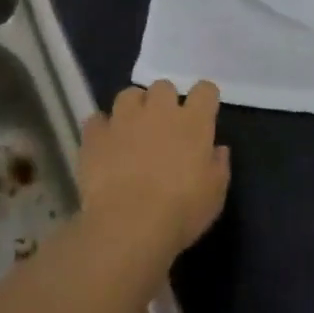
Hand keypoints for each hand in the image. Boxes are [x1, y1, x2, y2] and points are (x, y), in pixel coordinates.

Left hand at [79, 80, 231, 260]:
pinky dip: (102, 128)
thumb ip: (218, 166)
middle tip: (165, 124)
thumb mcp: (214, 194)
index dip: (205, 97)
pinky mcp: (95, 136)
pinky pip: (97, 119)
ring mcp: (123, 120)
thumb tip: (218, 149)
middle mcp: (158, 111)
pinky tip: (105, 144)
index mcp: (193, 123)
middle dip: (165, 100)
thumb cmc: (181, 211)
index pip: (205, 90)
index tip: (204, 111)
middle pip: (163, 86)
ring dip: (133, 108)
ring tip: (133, 128)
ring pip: (128, 95)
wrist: (128, 225)